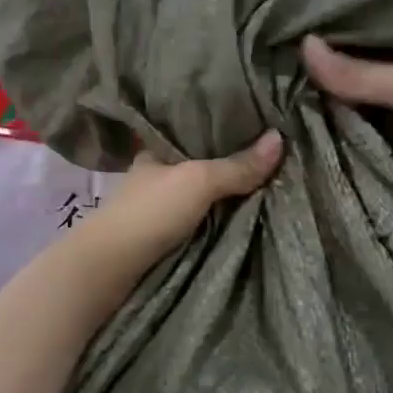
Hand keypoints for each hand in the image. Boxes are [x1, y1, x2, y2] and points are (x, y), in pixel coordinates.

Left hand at [67, 131, 283, 278]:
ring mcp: (156, 209)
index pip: (192, 132)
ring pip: (200, 195)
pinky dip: (218, 217)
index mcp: (155, 151)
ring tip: (270, 182)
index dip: (221, 128)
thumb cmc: (151, 212)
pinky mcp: (162, 237)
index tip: (256, 124)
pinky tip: (244, 214)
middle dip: (230, 164)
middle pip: (200, 165)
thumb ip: (237, 165)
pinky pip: (199, 220)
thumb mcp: (199, 181)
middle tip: (273, 156)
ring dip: (225, 194)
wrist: (112, 268)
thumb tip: (280, 138)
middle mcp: (155, 176)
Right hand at [301, 35, 392, 198]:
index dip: (318, 93)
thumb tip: (300, 44)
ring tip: (306, 180)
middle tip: (286, 153)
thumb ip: (360, 75)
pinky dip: (384, 185)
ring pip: (381, 150)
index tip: (280, 109)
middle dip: (331, 132)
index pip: (351, 83)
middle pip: (363, 119)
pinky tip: (351, 199)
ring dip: (355, 163)